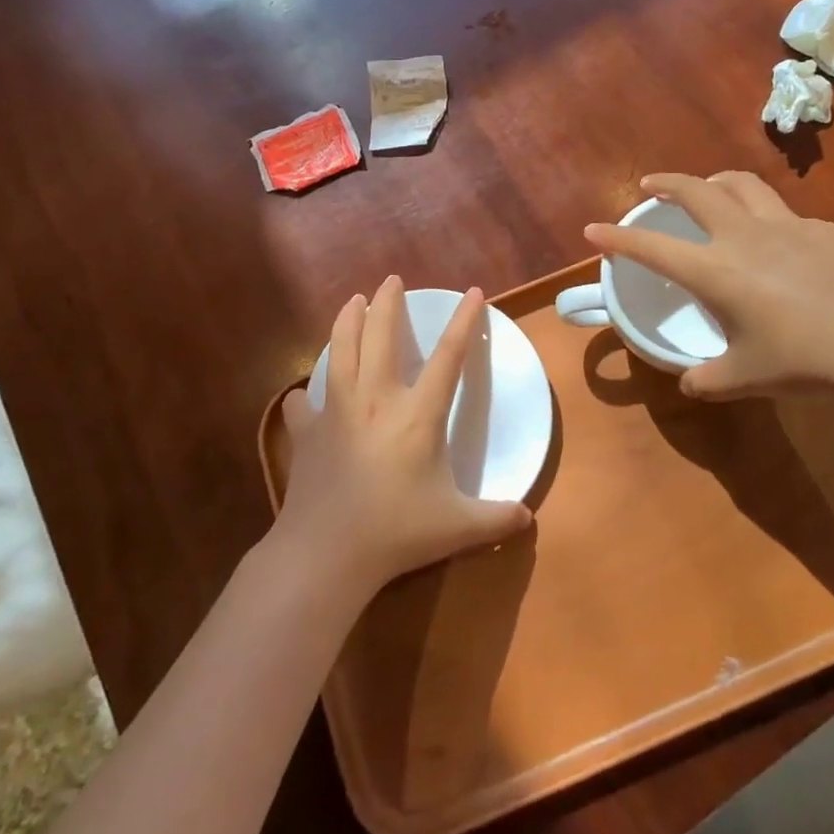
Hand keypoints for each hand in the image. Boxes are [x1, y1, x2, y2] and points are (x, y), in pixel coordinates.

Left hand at [276, 276, 532, 590]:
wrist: (326, 553)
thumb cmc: (396, 533)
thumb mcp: (457, 527)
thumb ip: (496, 519)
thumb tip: (529, 518)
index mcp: (417, 415)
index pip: (448, 357)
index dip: (464, 322)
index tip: (472, 292)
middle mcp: (376, 400)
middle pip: (380, 336)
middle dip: (387, 303)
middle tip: (390, 281)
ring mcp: (337, 412)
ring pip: (340, 351)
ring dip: (347, 321)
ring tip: (351, 301)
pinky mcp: (307, 433)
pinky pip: (305, 403)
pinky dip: (306, 394)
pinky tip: (305, 394)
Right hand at [585, 172, 833, 402]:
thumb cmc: (810, 362)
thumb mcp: (750, 379)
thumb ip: (711, 379)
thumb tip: (690, 382)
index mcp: (718, 271)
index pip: (653, 248)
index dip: (618, 238)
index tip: (593, 229)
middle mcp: (746, 236)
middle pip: (697, 190)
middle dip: (666, 182)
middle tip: (650, 184)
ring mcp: (789, 226)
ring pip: (742, 184)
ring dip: (714, 181)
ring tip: (708, 189)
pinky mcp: (826, 229)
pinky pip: (784, 213)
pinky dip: (765, 216)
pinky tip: (778, 244)